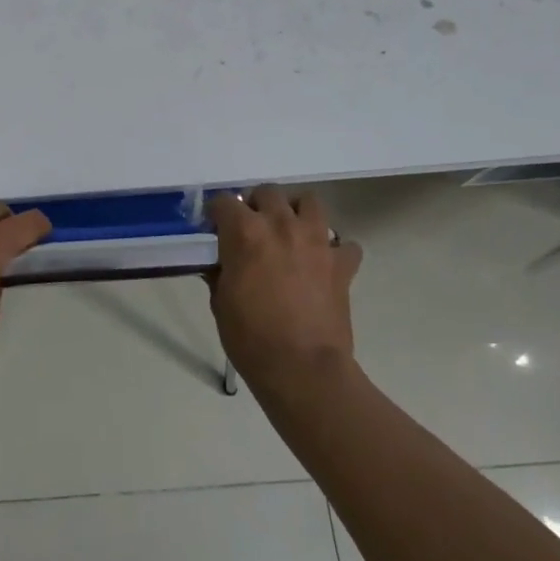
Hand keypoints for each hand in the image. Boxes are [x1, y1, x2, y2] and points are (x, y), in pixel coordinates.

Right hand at [208, 186, 361, 386]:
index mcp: (245, 232)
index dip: (218, 214)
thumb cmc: (251, 337)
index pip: (225, 202)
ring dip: (297, 212)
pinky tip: (324, 263)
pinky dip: (335, 249)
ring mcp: (316, 240)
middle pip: (268, 192)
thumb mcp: (220, 302)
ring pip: (310, 201)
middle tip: (253, 229)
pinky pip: (344, 244)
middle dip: (257, 205)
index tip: (216, 228)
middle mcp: (281, 224)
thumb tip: (220, 263)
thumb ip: (221, 272)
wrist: (302, 368)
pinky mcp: (342, 263)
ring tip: (290, 232)